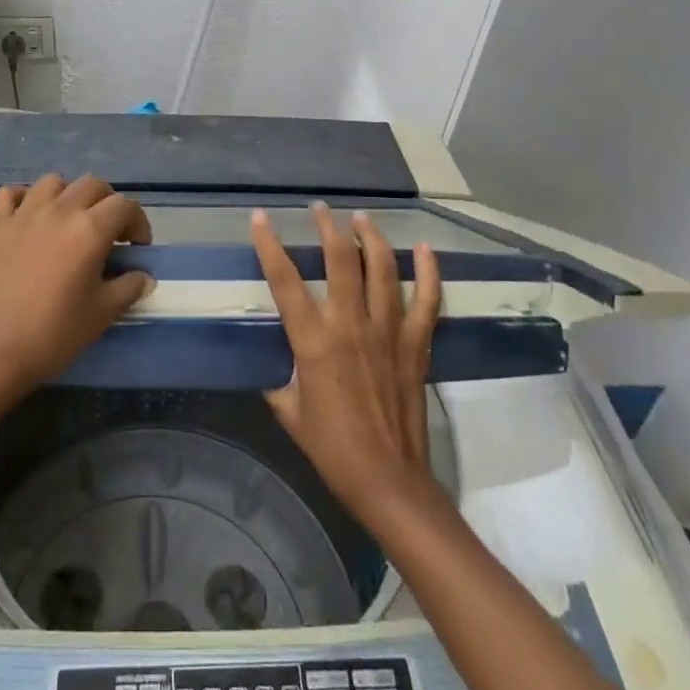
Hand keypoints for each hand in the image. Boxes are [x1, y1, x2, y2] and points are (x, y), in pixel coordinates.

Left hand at [0, 174, 153, 413]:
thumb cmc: (53, 334)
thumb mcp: (102, 314)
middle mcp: (59, 210)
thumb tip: (143, 275)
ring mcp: (23, 213)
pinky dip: (24, 198)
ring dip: (68, 195)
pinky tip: (28, 218)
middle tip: (108, 233)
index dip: (138, 223)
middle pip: (92, 185)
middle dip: (108, 204)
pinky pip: (11, 193)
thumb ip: (128, 288)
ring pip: (53, 182)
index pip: (125, 206)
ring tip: (69, 221)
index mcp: (90, 229)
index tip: (137, 248)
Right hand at [252, 204, 442, 515]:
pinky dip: (428, 272)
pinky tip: (425, 248)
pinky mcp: (416, 345)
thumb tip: (272, 359)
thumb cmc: (331, 448)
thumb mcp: (289, 411)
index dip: (269, 245)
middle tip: (321, 209)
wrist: (388, 480)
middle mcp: (350, 325)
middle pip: (339, 260)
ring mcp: (388, 332)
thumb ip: (278, 377)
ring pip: (382, 269)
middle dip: (328, 227)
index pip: (284, 280)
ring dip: (371, 237)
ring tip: (361, 217)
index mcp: (313, 341)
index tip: (261, 218)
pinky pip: (427, 300)